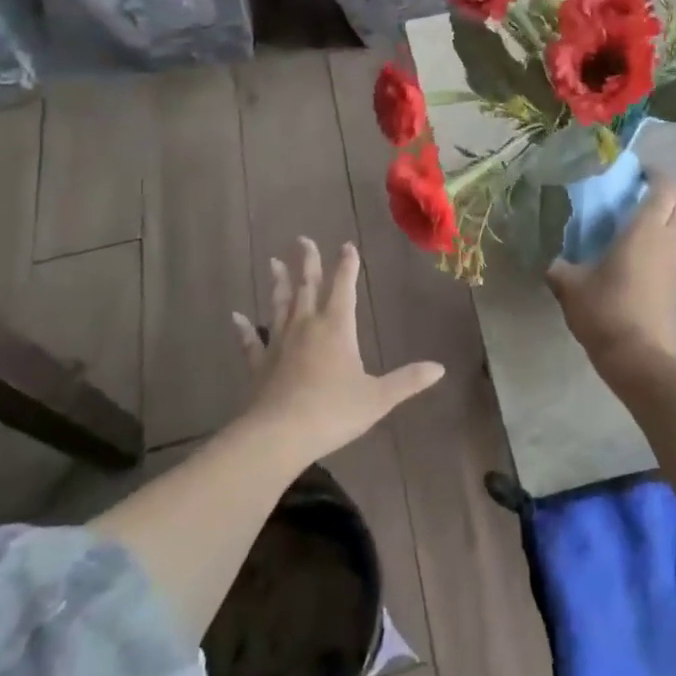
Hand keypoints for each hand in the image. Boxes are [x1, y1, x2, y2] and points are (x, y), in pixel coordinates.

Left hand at [233, 238, 443, 461]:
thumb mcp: (378, 398)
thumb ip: (408, 381)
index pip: (343, 287)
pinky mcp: (259, 365)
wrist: (279, 435)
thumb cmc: (333, 411)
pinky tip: (235, 317)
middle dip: (307, 262)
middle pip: (307, 287)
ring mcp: (279, 344)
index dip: (347, 265)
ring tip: (273, 262)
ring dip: (278, 283)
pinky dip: (243, 329)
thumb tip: (440, 368)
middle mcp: (306, 327)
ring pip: (279, 306)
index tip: (346, 245)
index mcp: (336, 328)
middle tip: (302, 240)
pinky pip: (251, 341)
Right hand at [546, 170, 675, 360]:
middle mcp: (668, 241)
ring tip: (628, 224)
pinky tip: (631, 256)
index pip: (665, 186)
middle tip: (632, 194)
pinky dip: (658, 243)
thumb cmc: (606, 311)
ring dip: (662, 218)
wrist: (640, 359)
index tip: (635, 171)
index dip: (655, 173)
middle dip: (662, 192)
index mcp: (646, 229)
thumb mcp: (570, 286)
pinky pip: (672, 251)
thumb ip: (558, 267)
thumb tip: (549, 261)